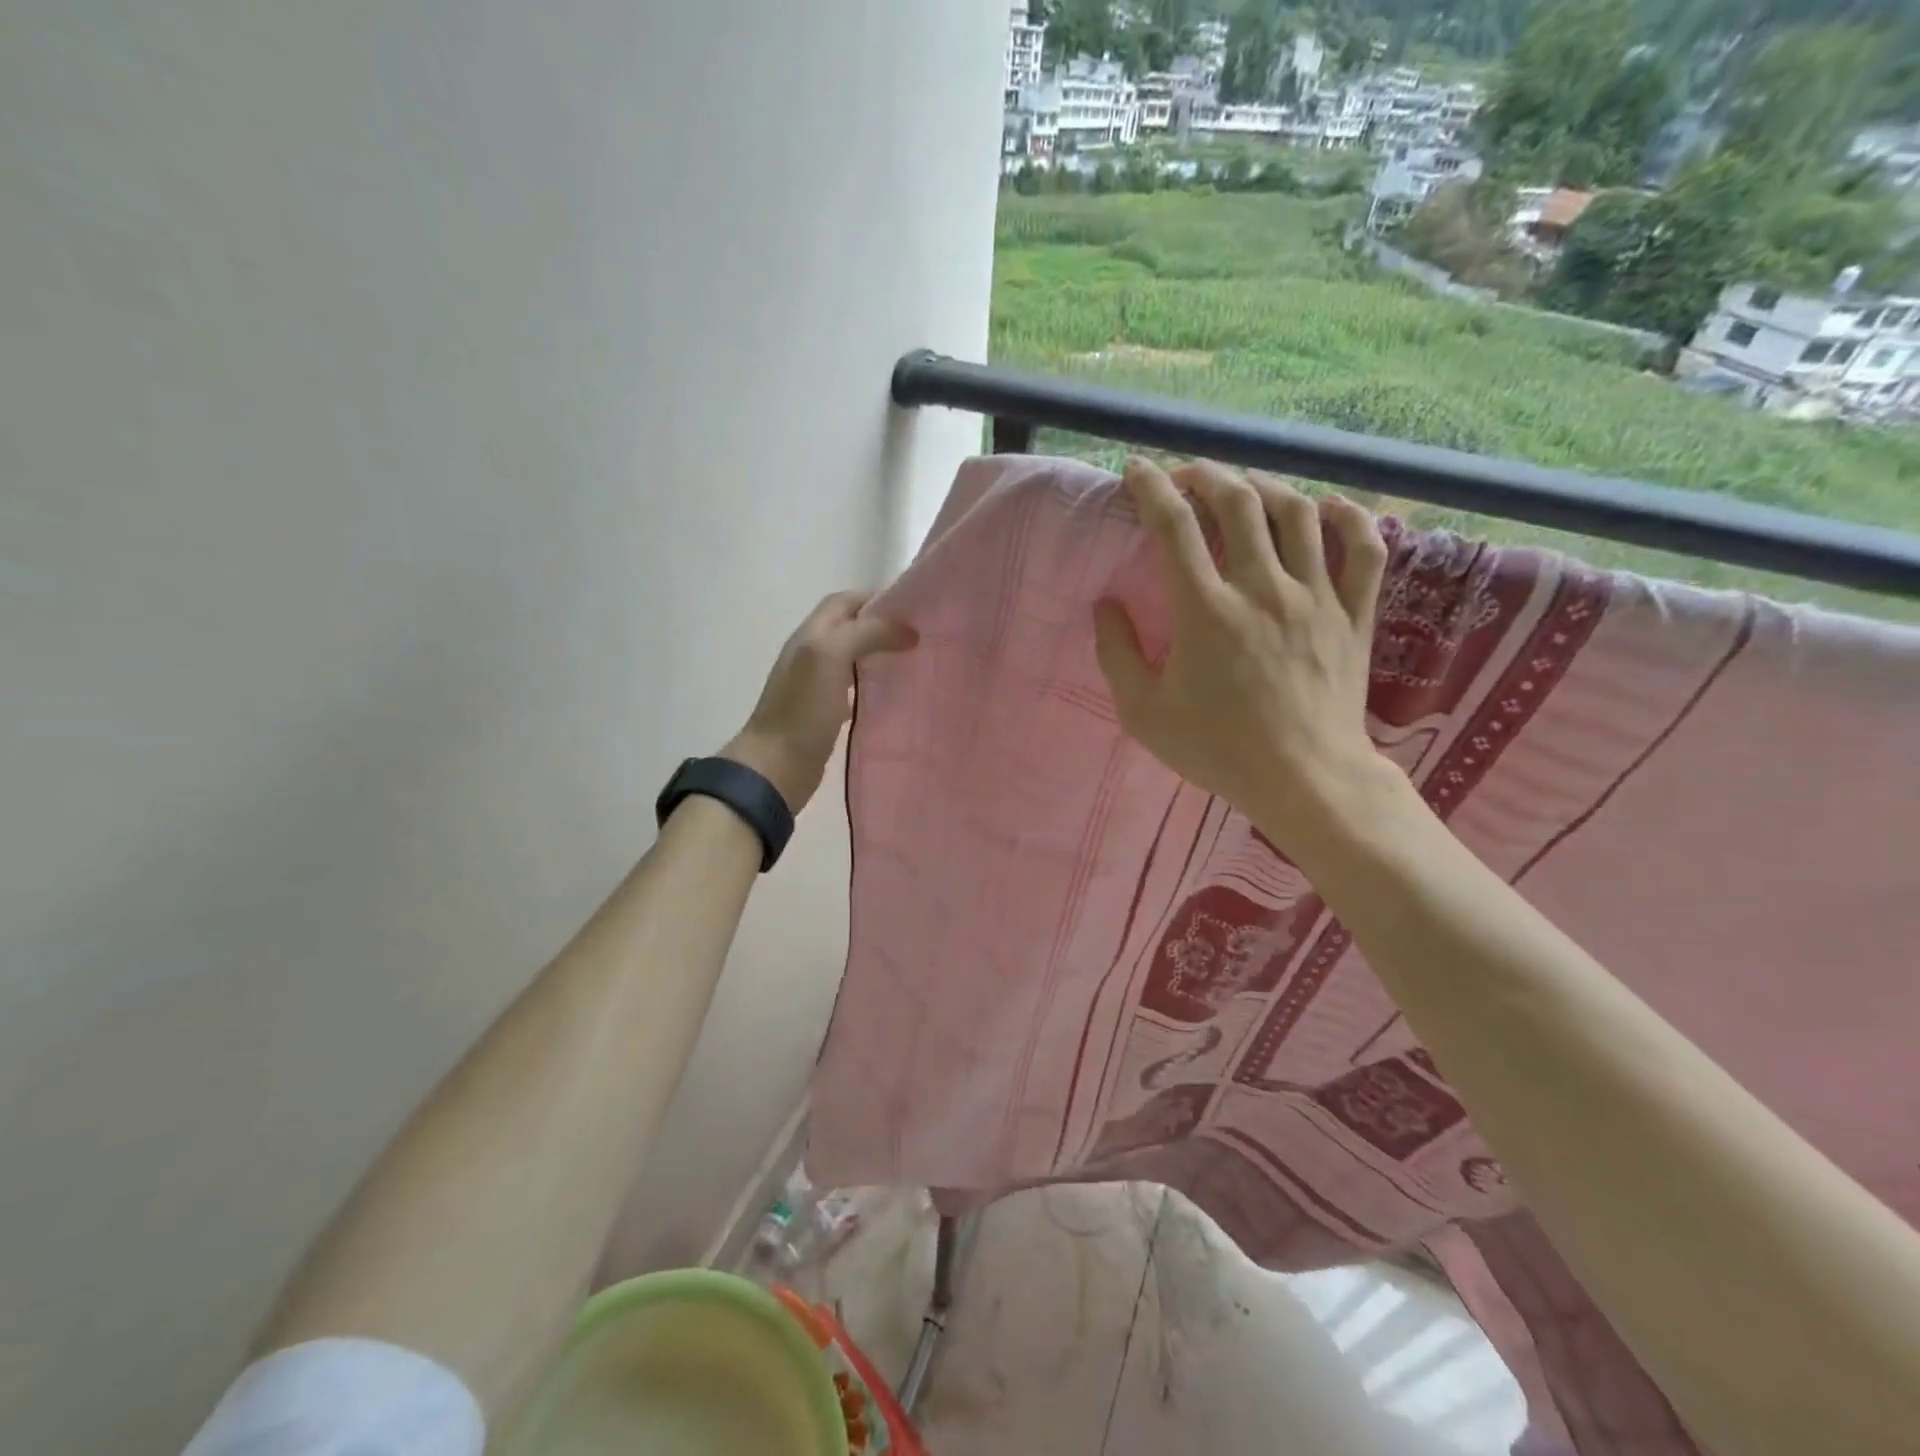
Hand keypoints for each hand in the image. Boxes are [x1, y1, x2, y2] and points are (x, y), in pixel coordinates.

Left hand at [722, 591, 917, 810]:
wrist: (776, 767)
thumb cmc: (802, 709)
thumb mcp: (830, 656)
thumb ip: (866, 633)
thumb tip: (907, 631)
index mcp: (810, 634)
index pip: (843, 601)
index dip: (875, 598)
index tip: (913, 608)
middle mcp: (812, 654)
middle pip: (850, 627)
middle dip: (883, 625)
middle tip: (920, 636)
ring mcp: (817, 685)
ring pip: (853, 657)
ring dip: (880, 654)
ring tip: (914, 660)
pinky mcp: (825, 712)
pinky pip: (854, 688)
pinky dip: (873, 685)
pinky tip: (894, 695)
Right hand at [1093, 458, 1397, 859]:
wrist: (1305, 779)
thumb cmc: (1218, 749)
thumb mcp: (1144, 713)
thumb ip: (1116, 654)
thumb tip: (1105, 605)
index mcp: (1206, 611)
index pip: (1174, 526)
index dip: (1151, 488)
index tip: (1136, 472)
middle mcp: (1262, 588)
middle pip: (1238, 502)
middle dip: (1206, 475)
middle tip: (1186, 476)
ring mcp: (1316, 597)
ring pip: (1297, 513)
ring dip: (1264, 486)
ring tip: (1243, 487)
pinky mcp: (1354, 614)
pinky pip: (1363, 548)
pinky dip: (1347, 516)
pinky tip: (1326, 507)